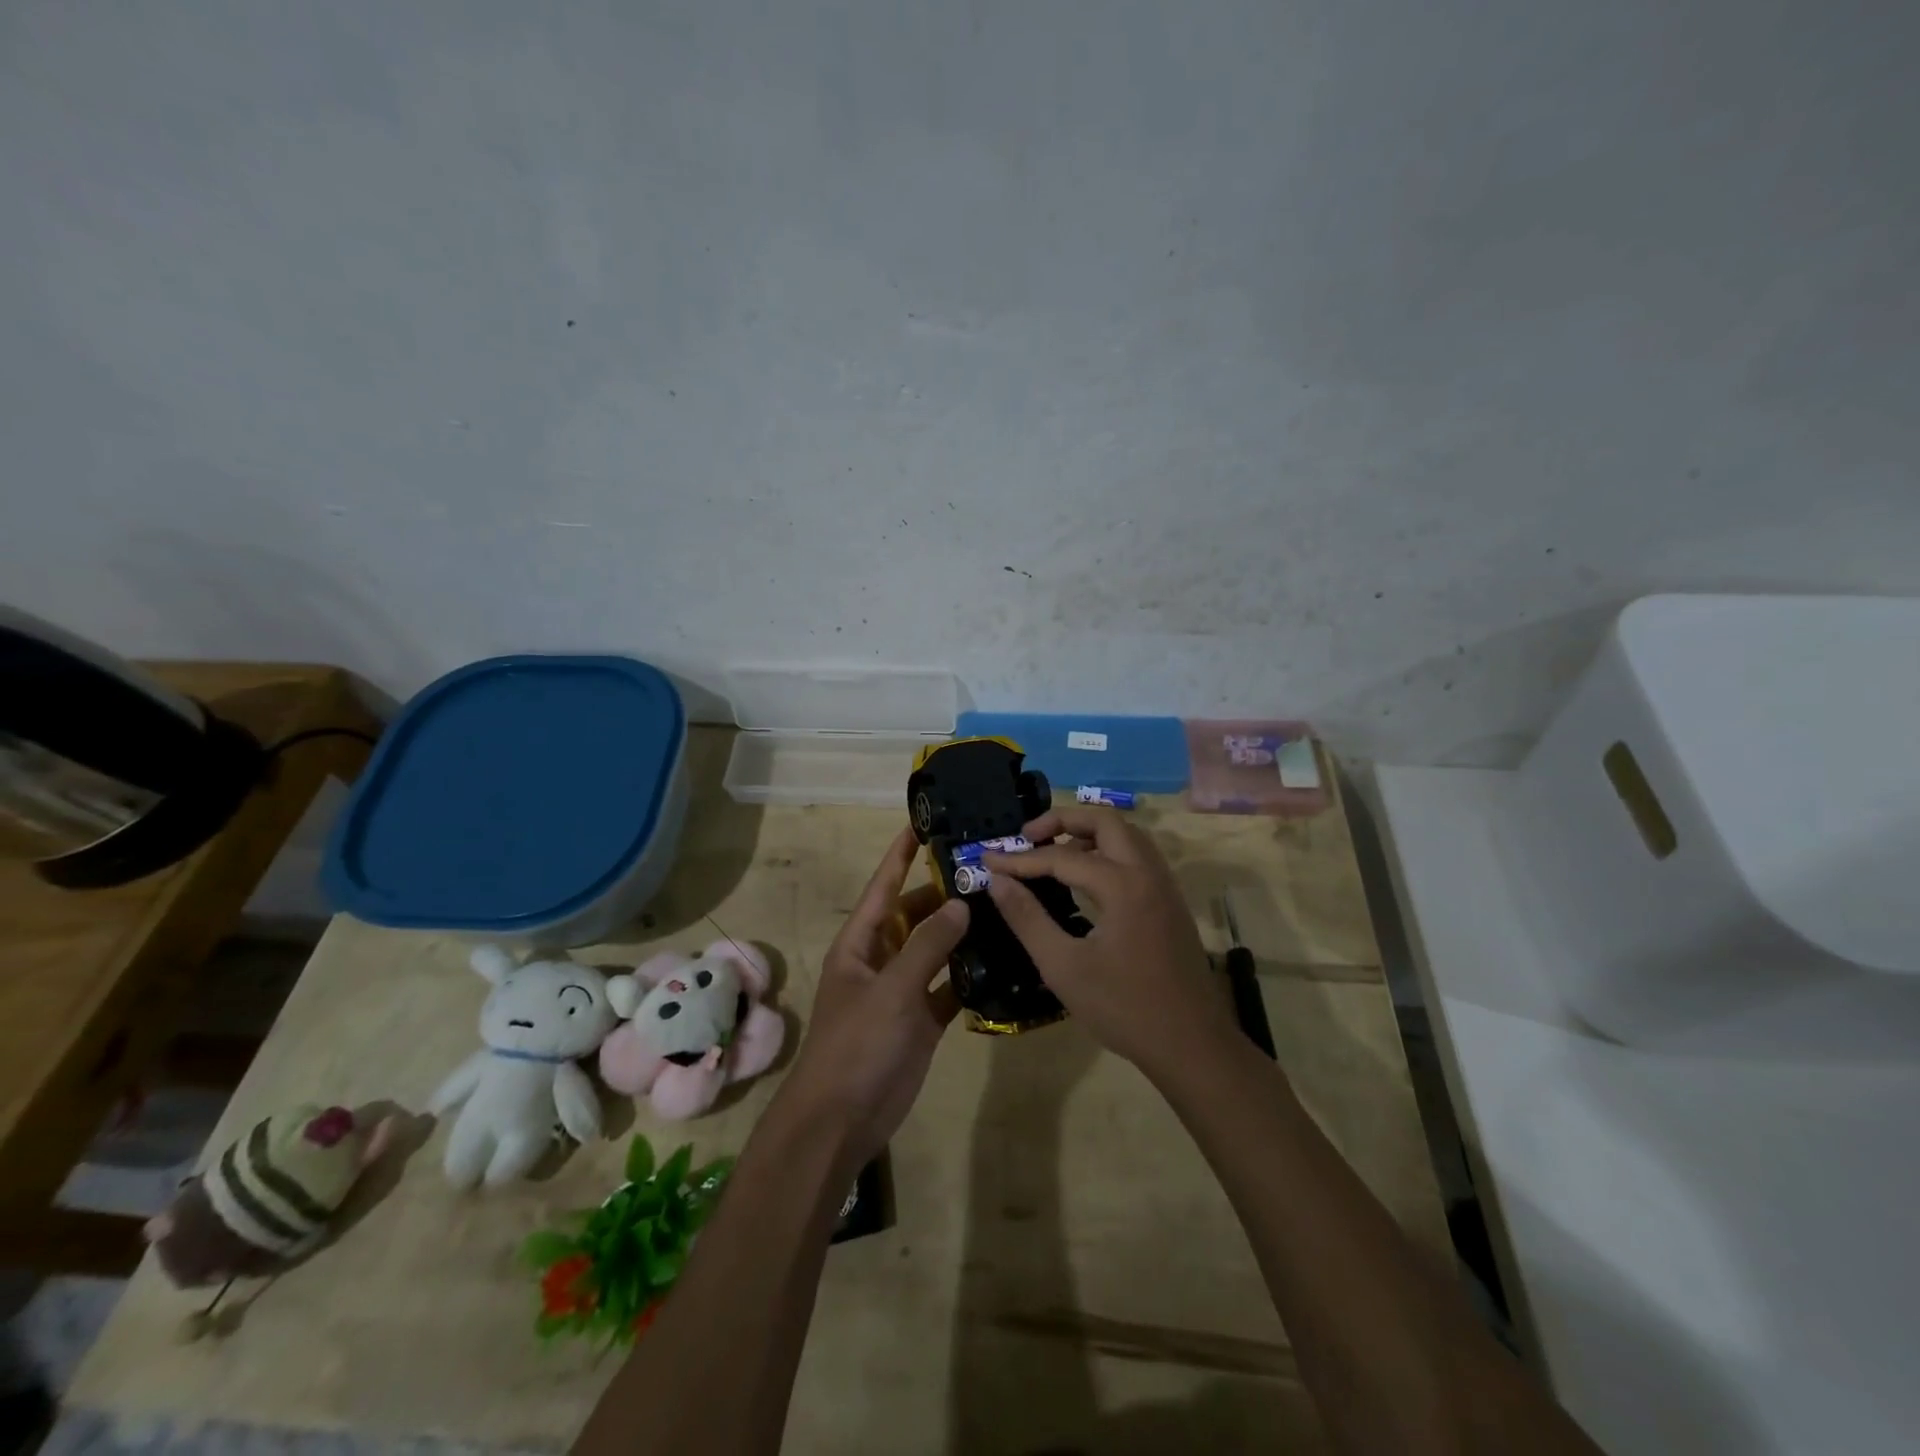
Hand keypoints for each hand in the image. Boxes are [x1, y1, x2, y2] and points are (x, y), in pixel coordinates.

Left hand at [778, 827, 968, 1168]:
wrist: (842, 1120)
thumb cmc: (857, 1045)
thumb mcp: (892, 990)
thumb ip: (927, 946)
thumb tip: (960, 904)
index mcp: (861, 942)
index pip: (883, 886)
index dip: (901, 854)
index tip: (924, 822)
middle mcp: (881, 958)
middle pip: (914, 914)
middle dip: (943, 892)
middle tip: (986, 868)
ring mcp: (903, 989)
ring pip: (935, 949)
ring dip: (960, 932)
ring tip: (1001, 905)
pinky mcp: (922, 1018)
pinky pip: (949, 986)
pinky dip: (969, 975)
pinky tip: (1002, 959)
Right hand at [985, 806, 1235, 1076]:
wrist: (1192, 1046)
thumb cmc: (1124, 1009)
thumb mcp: (1063, 967)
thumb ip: (1027, 918)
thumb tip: (997, 880)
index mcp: (1122, 885)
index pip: (1061, 857)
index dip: (1020, 859)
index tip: (988, 859)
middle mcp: (1147, 872)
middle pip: (1105, 820)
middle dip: (1062, 820)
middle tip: (1027, 837)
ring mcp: (1164, 885)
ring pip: (1126, 835)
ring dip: (1088, 832)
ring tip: (1053, 851)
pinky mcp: (1170, 902)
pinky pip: (1138, 856)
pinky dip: (1108, 850)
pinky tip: (1087, 877)